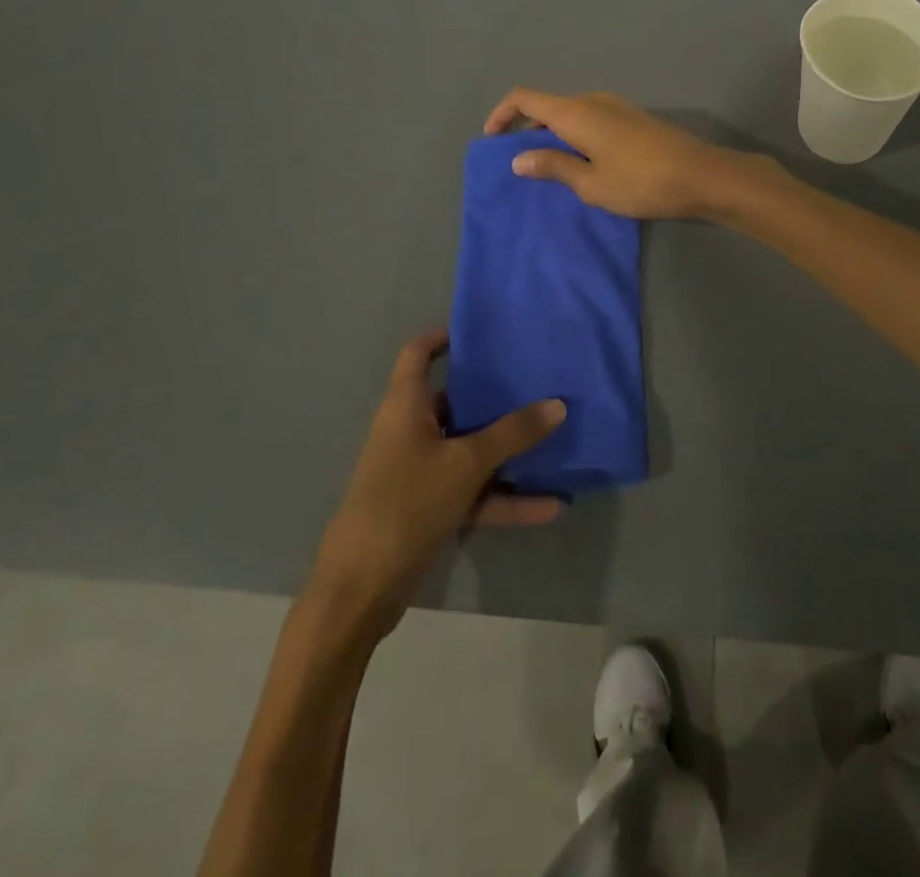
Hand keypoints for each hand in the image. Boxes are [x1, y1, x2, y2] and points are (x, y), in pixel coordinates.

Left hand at [305, 329, 565, 644]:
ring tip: (554, 438)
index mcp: (406, 406)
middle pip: (454, 399)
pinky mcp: (430, 507)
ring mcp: (420, 471)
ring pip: (470, 449)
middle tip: (536, 378)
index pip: (418, 353)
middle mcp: (411, 431)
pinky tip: (550, 505)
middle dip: (494, 393)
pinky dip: (504, 496)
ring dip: (508, 450)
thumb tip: (559, 404)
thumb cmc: (406, 504)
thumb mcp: (465, 463)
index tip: (484, 329)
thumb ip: (513, 434)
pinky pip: (474, 491)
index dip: (444, 335)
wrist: (361, 590)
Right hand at [482, 88, 760, 220]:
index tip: (491, 141)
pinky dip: (575, 136)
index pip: (524, 97)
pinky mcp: (633, 119)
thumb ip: (553, 167)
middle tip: (518, 164)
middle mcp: (593, 100)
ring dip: (552, 135)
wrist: (701, 175)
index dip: (501, 114)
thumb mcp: (590, 183)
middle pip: (547, 105)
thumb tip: (518, 159)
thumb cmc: (640, 182)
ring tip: (548, 169)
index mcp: (575, 112)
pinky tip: (582, 164)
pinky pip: (590, 120)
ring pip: (570, 114)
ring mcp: (616, 107)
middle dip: (526, 130)